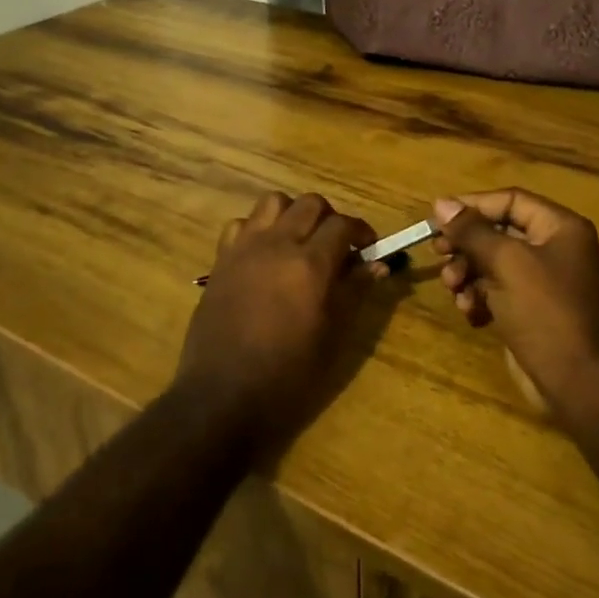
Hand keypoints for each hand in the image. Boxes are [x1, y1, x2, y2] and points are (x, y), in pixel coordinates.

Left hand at [175, 192, 382, 460]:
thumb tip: (377, 264)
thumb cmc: (287, 376)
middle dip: (330, 218)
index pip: (343, 225)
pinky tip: (263, 255)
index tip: (368, 248)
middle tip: (336, 246)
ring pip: (273, 202)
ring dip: (293, 214)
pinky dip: (257, 229)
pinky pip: (240, 224)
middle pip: (310, 203)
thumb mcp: (332, 337)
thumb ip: (354, 292)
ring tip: (299, 242)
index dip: (361, 231)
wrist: (222, 395)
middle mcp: (277, 245)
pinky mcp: (221, 260)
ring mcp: (244, 249)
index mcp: (310, 265)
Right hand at [431, 189, 598, 417]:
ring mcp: (542, 283)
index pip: (510, 200)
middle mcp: (553, 249)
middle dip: (466, 245)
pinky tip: (469, 312)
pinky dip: (478, 297)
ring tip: (454, 290)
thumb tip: (441, 203)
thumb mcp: (506, 263)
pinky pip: (496, 292)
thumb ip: (472, 231)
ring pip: (492, 264)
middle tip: (439, 254)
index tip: (437, 218)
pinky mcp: (530, 312)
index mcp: (559, 228)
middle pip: (498, 232)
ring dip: (467, 273)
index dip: (473, 205)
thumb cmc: (546, 312)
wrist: (579, 383)